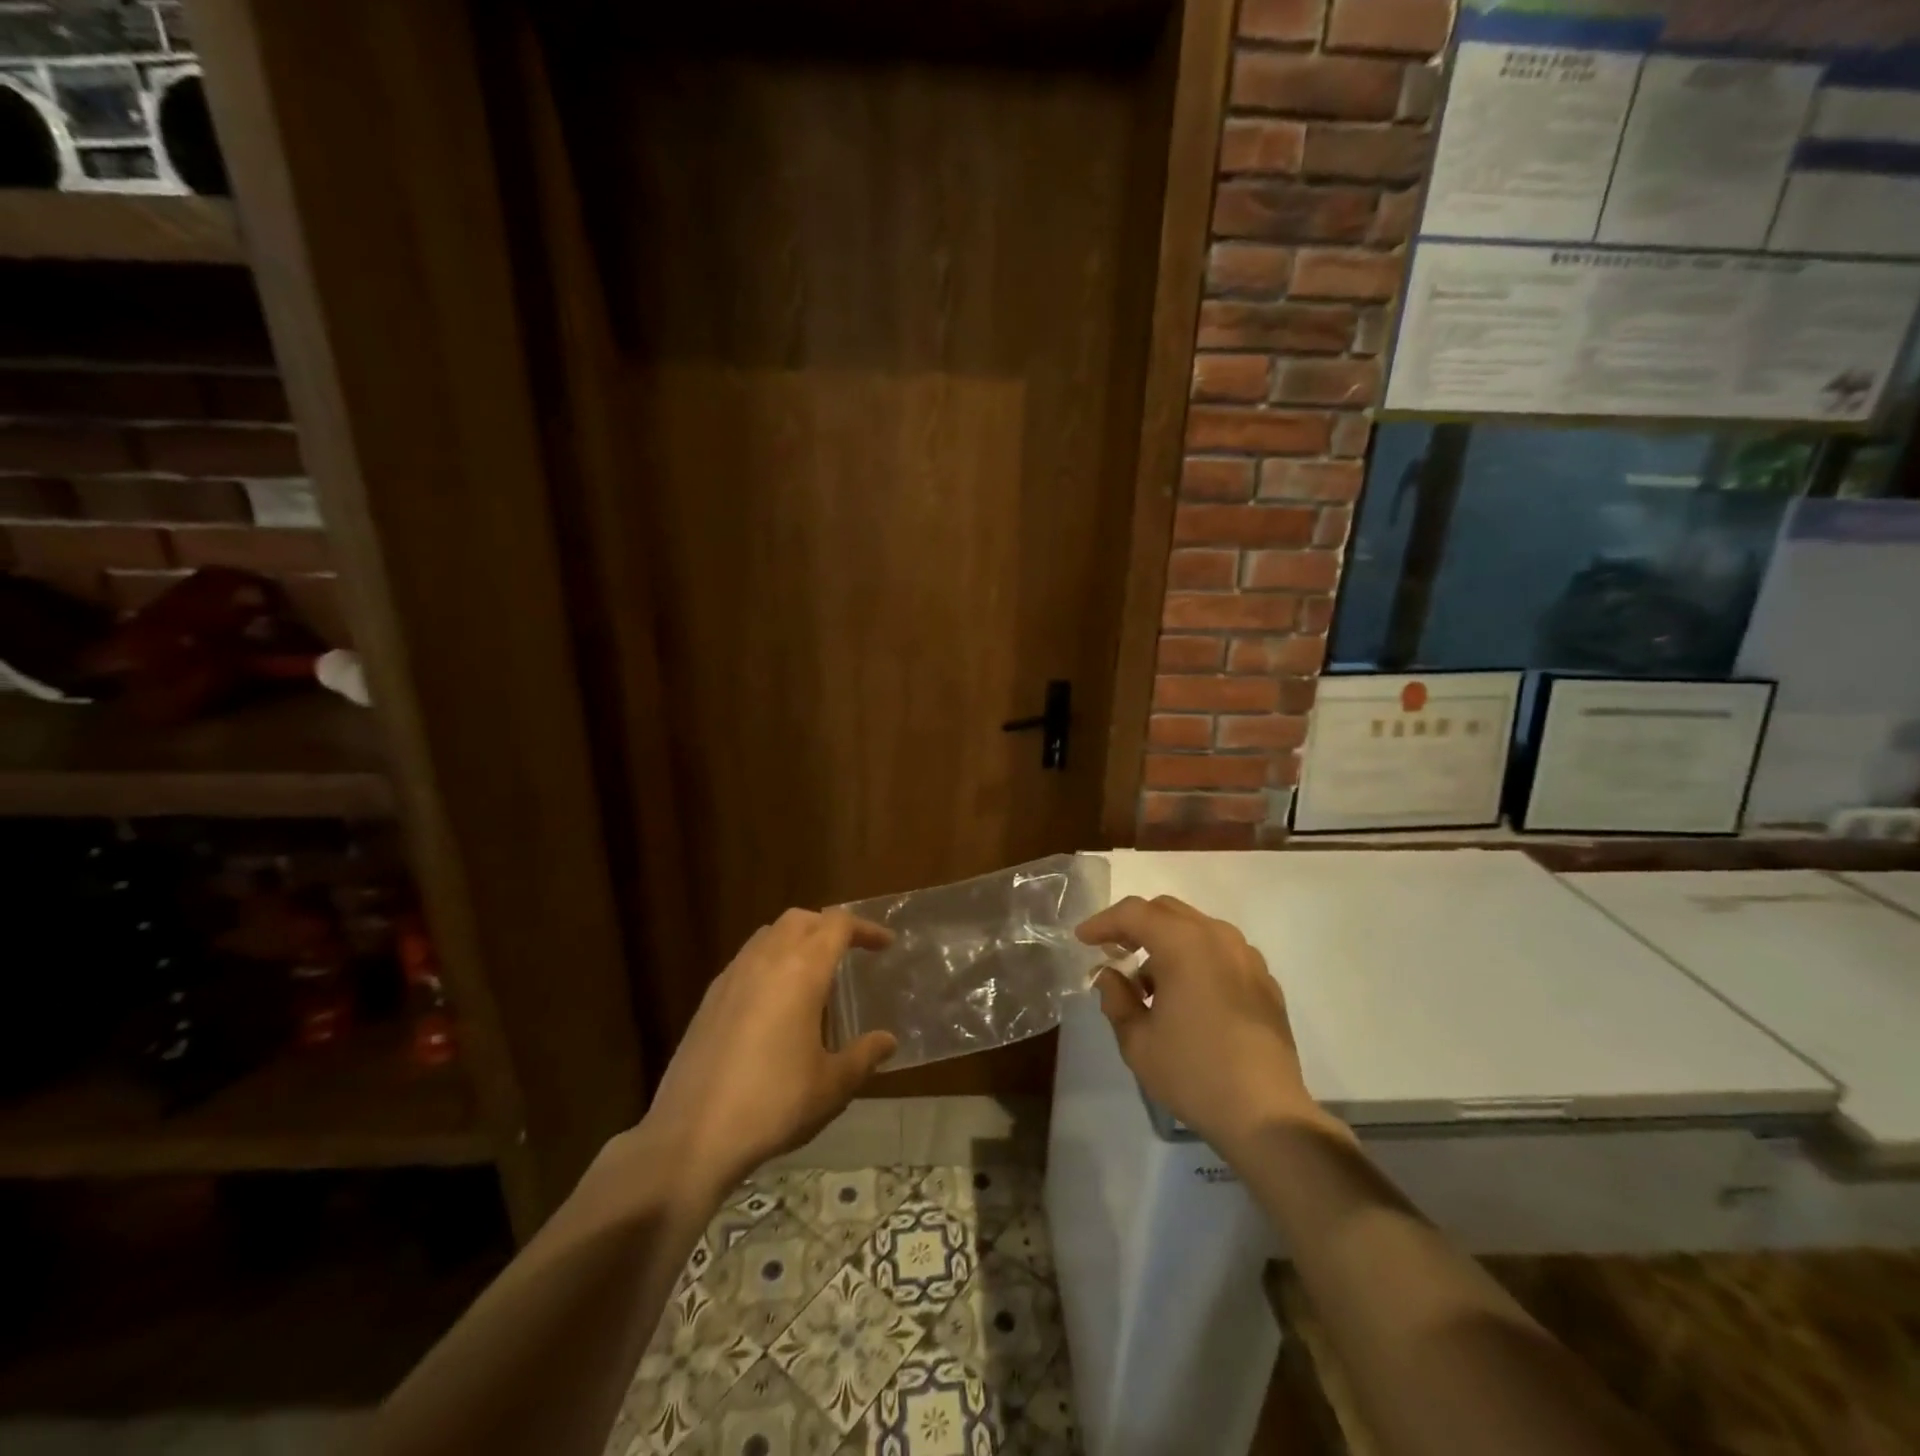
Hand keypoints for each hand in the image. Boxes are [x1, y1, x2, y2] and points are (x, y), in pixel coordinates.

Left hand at [641, 909, 897, 1195]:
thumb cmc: (773, 1105)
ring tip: (813, 975)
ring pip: (769, 935)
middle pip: (801, 919)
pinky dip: (770, 962)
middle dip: (829, 927)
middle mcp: (765, 961)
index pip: (838, 925)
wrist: (690, 1138)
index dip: (866, 929)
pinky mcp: (709, 999)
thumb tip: (887, 1040)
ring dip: (797, 940)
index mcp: (801, 971)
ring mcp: (732, 977)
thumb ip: (863, 1056)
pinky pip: (746, 960)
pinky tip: (775, 1003)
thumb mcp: (831, 1086)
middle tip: (849, 953)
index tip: (885, 945)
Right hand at [1076, 895, 1331, 1155]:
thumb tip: (1109, 975)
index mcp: (1184, 944)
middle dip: (1135, 925)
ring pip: (1196, 928)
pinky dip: (1195, 957)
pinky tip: (1187, 995)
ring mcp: (1247, 957)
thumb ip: (1116, 998)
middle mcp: (1218, 938)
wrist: (1266, 1114)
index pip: (1134, 913)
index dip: (1103, 922)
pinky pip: (1221, 951)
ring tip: (1149, 981)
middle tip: (1112, 952)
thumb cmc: (1193, 1073)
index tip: (1083, 940)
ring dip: (1166, 940)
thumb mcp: (1137, 1041)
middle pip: (1167, 911)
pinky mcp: (1265, 980)